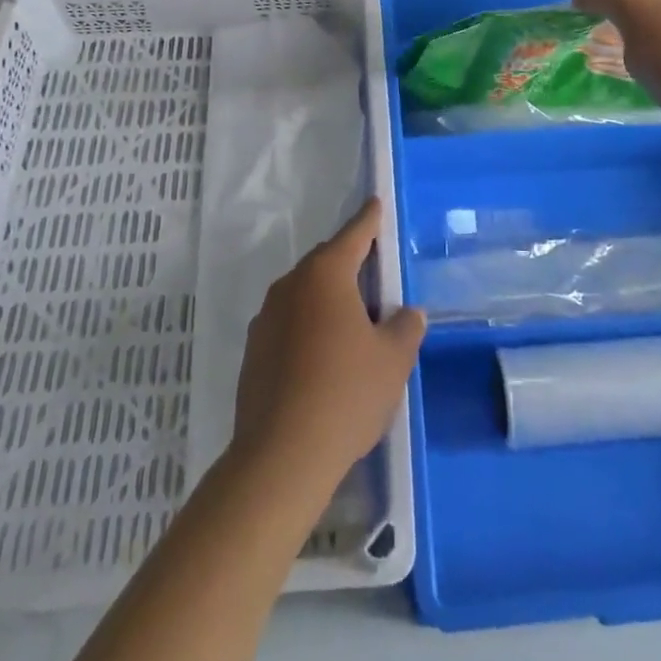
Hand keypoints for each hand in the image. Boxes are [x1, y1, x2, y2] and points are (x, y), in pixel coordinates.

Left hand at [231, 199, 424, 496]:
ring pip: (305, 295)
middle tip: (375, 279)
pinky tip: (324, 360)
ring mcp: (266, 318)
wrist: (282, 455)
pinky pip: (289, 324)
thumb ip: (405, 328)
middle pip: (326, 263)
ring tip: (353, 327)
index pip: (353, 235)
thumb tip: (406, 314)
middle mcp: (290, 286)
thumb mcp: (393, 360)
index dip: (369, 220)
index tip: (375, 204)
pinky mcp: (253, 351)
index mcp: (325, 276)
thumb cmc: (346, 394)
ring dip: (328, 300)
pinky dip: (309, 328)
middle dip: (350, 264)